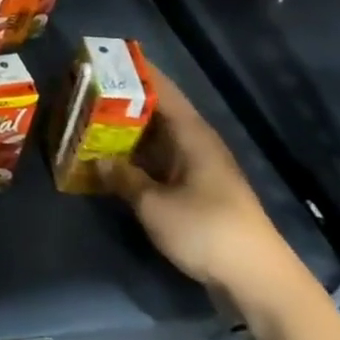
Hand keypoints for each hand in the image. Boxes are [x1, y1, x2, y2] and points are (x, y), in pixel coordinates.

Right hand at [100, 65, 303, 309]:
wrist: (258, 282)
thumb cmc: (207, 231)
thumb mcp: (154, 204)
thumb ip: (123, 177)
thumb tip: (97, 160)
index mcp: (192, 135)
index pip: (161, 89)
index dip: (133, 72)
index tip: (101, 57)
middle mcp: (196, 145)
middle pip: (155, 112)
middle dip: (120, 101)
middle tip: (81, 91)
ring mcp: (197, 169)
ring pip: (154, 138)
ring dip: (123, 131)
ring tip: (85, 121)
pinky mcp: (195, 192)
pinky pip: (156, 162)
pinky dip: (133, 157)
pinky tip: (107, 161)